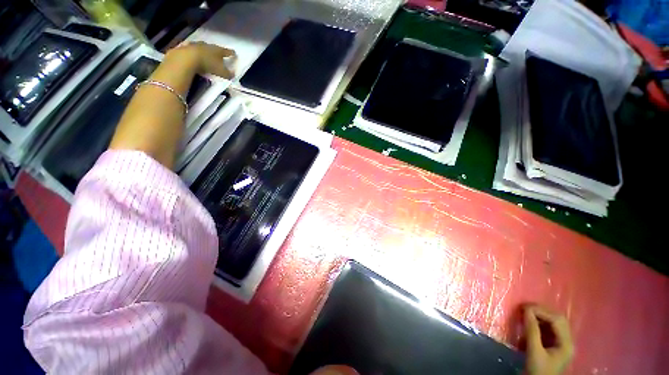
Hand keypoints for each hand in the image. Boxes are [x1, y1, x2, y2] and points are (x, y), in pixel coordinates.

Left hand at [167, 41, 235, 78]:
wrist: (186, 58)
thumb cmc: (208, 64)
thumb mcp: (221, 72)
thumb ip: (228, 74)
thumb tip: (233, 75)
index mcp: (218, 50)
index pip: (227, 51)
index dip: (231, 53)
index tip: (234, 54)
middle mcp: (208, 45)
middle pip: (214, 48)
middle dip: (216, 51)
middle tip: (218, 55)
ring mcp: (196, 45)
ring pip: (202, 47)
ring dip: (205, 51)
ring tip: (206, 56)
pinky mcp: (186, 48)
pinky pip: (192, 50)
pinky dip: (195, 53)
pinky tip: (194, 57)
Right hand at [524, 305, 574, 374]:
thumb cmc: (538, 371)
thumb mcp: (534, 352)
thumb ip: (532, 331)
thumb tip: (526, 310)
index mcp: (567, 343)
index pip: (556, 320)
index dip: (540, 311)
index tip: (523, 307)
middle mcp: (567, 341)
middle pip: (557, 320)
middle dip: (541, 312)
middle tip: (524, 308)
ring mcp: (562, 344)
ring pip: (553, 324)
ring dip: (539, 317)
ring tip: (525, 314)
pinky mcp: (554, 346)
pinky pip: (549, 329)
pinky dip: (539, 324)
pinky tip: (529, 324)